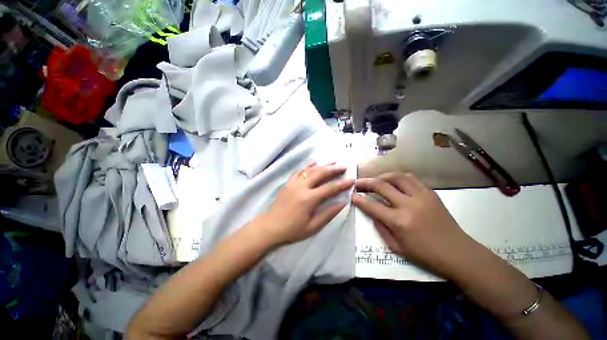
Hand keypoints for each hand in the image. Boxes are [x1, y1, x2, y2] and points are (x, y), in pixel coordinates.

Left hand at [260, 161, 354, 245]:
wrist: (269, 226)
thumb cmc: (292, 229)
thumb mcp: (312, 226)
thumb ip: (328, 213)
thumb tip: (343, 203)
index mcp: (308, 199)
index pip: (329, 188)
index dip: (341, 184)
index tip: (351, 179)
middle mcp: (301, 187)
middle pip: (320, 174)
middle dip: (333, 169)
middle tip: (343, 166)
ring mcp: (293, 183)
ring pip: (310, 169)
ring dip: (322, 164)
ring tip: (333, 161)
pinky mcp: (288, 182)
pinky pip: (299, 171)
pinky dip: (307, 165)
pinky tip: (314, 161)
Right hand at [352, 173, 471, 276]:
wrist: (458, 253)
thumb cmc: (425, 254)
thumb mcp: (397, 247)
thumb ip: (381, 228)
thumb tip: (372, 213)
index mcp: (399, 221)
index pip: (373, 206)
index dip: (359, 200)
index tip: (352, 195)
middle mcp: (409, 205)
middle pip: (382, 185)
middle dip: (366, 182)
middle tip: (358, 183)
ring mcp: (421, 196)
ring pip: (397, 177)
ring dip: (382, 176)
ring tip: (375, 180)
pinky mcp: (430, 193)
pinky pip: (411, 178)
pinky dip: (398, 178)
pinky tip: (394, 182)